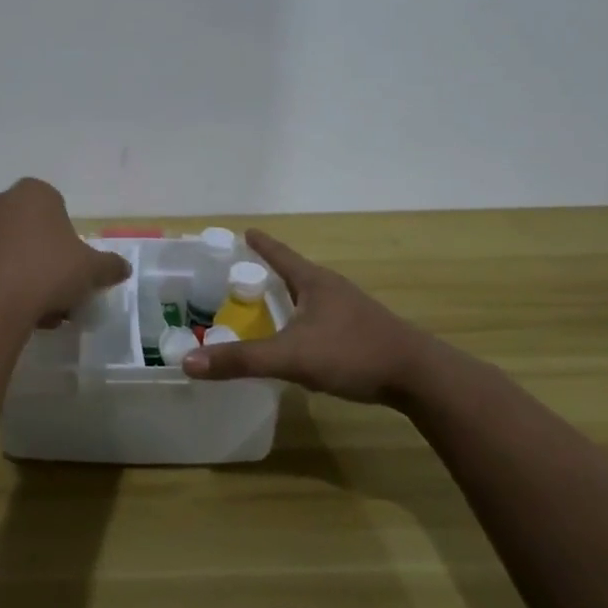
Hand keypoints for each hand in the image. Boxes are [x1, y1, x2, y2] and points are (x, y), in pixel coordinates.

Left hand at [0, 178, 130, 328]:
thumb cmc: (47, 272)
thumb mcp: (91, 269)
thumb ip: (109, 265)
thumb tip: (123, 268)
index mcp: (34, 193)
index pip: (58, 210)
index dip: (69, 242)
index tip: (75, 270)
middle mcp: (0, 202)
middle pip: (32, 232)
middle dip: (46, 260)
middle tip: (61, 292)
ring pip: (10, 253)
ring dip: (25, 276)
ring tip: (40, 312)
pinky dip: (2, 287)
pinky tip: (16, 314)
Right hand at [183, 229, 436, 403]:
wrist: (418, 376)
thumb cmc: (352, 353)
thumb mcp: (291, 356)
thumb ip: (241, 360)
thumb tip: (189, 363)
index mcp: (314, 282)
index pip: (280, 254)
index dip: (260, 244)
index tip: (245, 231)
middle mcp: (332, 289)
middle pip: (294, 273)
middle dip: (269, 273)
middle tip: (241, 277)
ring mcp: (350, 310)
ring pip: (309, 298)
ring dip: (287, 299)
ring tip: (265, 307)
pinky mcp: (361, 332)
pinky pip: (321, 319)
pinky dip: (302, 321)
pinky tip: (298, 339)